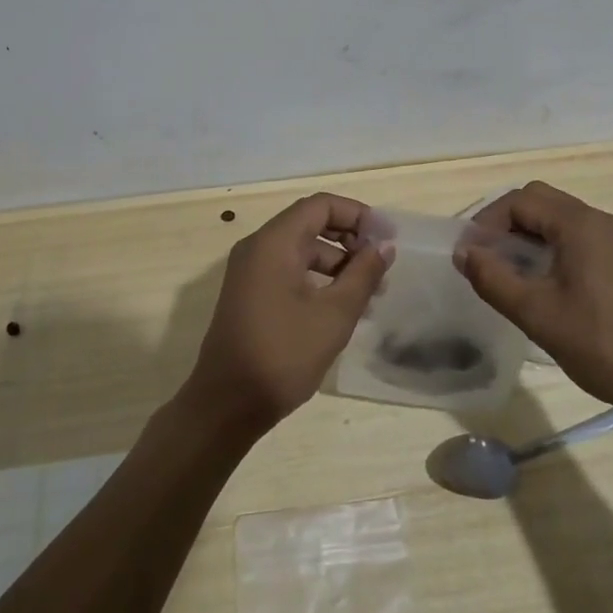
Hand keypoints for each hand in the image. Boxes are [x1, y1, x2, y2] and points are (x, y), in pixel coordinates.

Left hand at [182, 193, 392, 437]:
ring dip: (337, 263)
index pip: (321, 205)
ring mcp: (250, 271)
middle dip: (350, 239)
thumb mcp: (333, 315)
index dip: (357, 214)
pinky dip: (318, 279)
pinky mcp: (250, 294)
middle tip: (381, 265)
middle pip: (310, 224)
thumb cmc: (282, 355)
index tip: (386, 238)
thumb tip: (384, 246)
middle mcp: (258, 247)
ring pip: (301, 250)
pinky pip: (289, 270)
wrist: (225, 407)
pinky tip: (342, 307)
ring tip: (370, 293)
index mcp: (274, 242)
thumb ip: (363, 275)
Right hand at [455, 180, 612, 418]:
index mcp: (578, 223)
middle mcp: (597, 220)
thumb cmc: (601, 344)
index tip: (470, 255)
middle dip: (504, 223)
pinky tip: (541, 284)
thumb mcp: (536, 313)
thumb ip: (493, 279)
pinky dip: (548, 248)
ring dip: (526, 235)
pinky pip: (574, 238)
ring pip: (557, 219)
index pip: (519, 201)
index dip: (487, 222)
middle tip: (485, 257)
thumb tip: (463, 253)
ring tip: (506, 272)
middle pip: (538, 201)